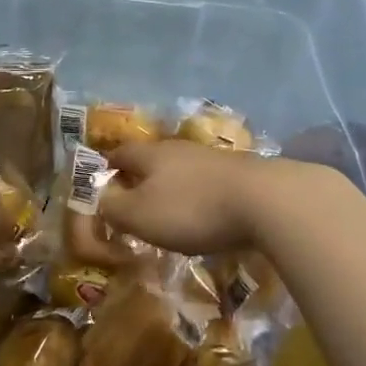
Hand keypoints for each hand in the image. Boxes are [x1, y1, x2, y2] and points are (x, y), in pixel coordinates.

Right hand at [99, 139, 282, 254]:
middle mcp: (179, 149)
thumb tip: (101, 200)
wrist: (265, 200)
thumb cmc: (192, 208)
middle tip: (132, 201)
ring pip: (181, 170)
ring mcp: (211, 159)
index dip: (107, 168)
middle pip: (152, 159)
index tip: (100, 184)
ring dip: (171, 187)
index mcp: (151, 155)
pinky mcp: (238, 174)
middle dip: (140, 177)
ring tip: (167, 211)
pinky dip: (198, 196)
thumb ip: (115, 209)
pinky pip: (206, 183)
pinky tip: (203, 214)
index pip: (120, 154)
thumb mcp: (141, 215)